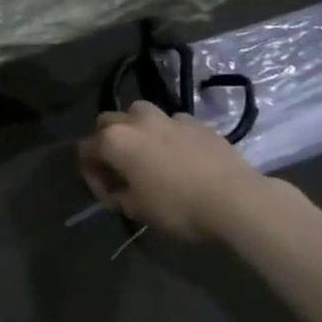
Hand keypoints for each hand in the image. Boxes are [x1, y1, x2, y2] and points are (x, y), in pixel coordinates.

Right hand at [77, 101, 266, 241]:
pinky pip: (172, 122)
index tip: (105, 193)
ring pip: (139, 112)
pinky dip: (168, 133)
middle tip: (118, 167)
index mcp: (114, 141)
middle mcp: (136, 122)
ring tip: (146, 151)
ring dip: (135, 128)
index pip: (85, 150)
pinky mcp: (198, 123)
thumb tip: (115, 189)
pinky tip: (179, 153)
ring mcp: (169, 119)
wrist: (237, 200)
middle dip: (106, 141)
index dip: (90, 173)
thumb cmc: (177, 207)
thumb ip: (115, 195)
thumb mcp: (135, 210)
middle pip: (107, 122)